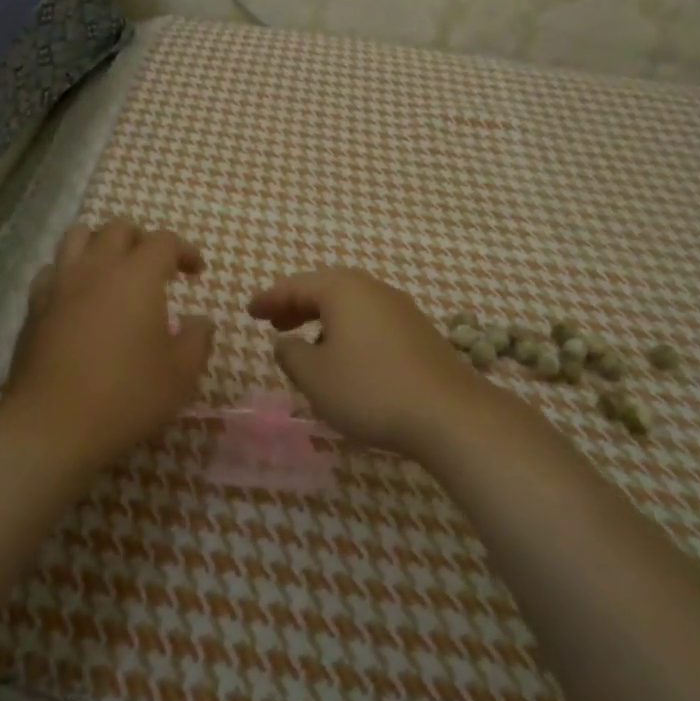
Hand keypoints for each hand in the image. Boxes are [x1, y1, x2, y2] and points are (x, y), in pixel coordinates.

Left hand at [3, 220, 214, 471]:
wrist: (53, 423)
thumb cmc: (127, 395)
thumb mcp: (181, 374)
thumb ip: (197, 339)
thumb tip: (200, 321)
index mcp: (137, 275)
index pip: (163, 241)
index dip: (184, 250)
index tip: (195, 272)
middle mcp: (96, 267)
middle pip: (118, 228)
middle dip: (142, 240)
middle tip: (155, 268)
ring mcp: (59, 283)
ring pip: (78, 237)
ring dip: (101, 244)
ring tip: (113, 270)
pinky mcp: (34, 306)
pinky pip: (53, 270)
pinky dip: (70, 271)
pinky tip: (78, 297)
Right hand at [248, 268, 488, 459]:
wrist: (449, 414)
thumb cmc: (370, 390)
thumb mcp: (315, 376)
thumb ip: (291, 355)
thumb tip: (286, 342)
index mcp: (343, 290)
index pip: (296, 286)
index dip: (269, 298)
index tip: (249, 311)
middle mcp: (373, 289)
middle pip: (325, 288)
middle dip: (296, 304)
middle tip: (274, 322)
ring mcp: (401, 309)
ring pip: (351, 305)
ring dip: (323, 318)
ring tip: (306, 343)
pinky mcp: (418, 332)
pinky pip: (371, 320)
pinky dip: (348, 330)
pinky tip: (346, 357)